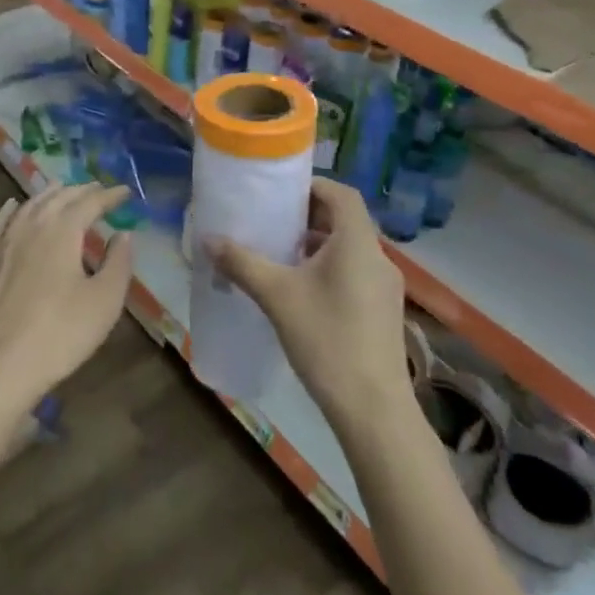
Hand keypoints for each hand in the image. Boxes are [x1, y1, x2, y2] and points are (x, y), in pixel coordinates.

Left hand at [0, 185, 134, 421]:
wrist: (0, 366)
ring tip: (63, 191)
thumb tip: (122, 234)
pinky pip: (0, 224)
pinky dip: (11, 211)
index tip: (126, 192)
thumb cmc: (61, 333)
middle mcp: (32, 226)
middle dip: (81, 191)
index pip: (90, 202)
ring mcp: (4, 243)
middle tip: (98, 190)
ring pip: (29, 206)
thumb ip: (118, 262)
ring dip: (50, 195)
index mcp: (63, 230)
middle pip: (59, 198)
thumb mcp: (105, 300)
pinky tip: (12, 207)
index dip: (110, 196)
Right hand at [211, 178, 409, 430]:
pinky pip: (356, 273)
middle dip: (309, 216)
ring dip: (318, 245)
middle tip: (273, 222)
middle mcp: (378, 257)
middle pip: (345, 220)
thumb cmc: (326, 339)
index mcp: (357, 242)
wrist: (373, 408)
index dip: (313, 185)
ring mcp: (386, 287)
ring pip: (350, 250)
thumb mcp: (276, 296)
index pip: (342, 193)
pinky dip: (331, 269)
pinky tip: (303, 292)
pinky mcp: (385, 312)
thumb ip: (242, 263)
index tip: (281, 193)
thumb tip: (209, 240)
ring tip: (282, 256)